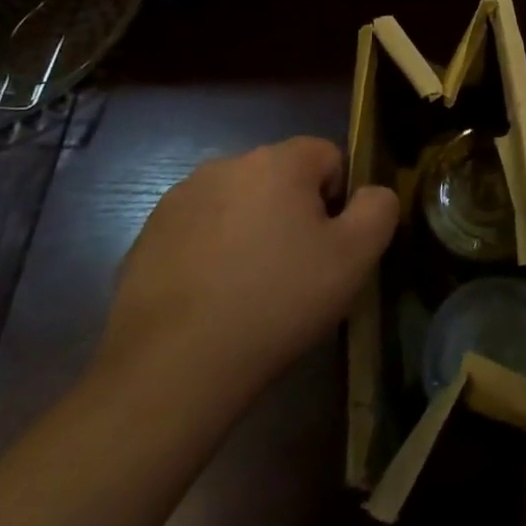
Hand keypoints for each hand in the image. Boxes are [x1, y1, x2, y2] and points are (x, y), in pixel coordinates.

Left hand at [94, 137, 397, 418]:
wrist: (172, 368)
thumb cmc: (277, 302)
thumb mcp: (354, 258)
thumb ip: (378, 209)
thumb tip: (372, 192)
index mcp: (278, 161)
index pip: (328, 156)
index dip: (338, 201)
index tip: (328, 248)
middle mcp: (227, 165)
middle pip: (281, 178)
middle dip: (293, 213)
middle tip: (295, 271)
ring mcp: (180, 200)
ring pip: (238, 204)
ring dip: (251, 230)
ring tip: (250, 289)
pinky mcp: (147, 237)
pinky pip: (198, 232)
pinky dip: (211, 254)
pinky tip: (212, 300)